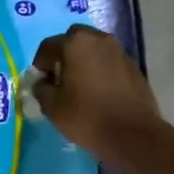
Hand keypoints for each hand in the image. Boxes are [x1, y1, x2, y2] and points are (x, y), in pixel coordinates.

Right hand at [30, 26, 163, 161]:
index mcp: (75, 44)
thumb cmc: (87, 117)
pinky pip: (109, 62)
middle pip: (74, 40)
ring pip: (94, 49)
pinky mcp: (133, 66)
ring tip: (80, 85)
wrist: (133, 134)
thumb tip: (43, 83)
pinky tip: (100, 91)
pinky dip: (101, 70)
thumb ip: (41, 89)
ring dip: (84, 61)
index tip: (41, 83)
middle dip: (64, 55)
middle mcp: (99, 39)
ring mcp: (119, 51)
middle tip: (60, 78)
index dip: (40, 64)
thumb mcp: (52, 106)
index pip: (48, 46)